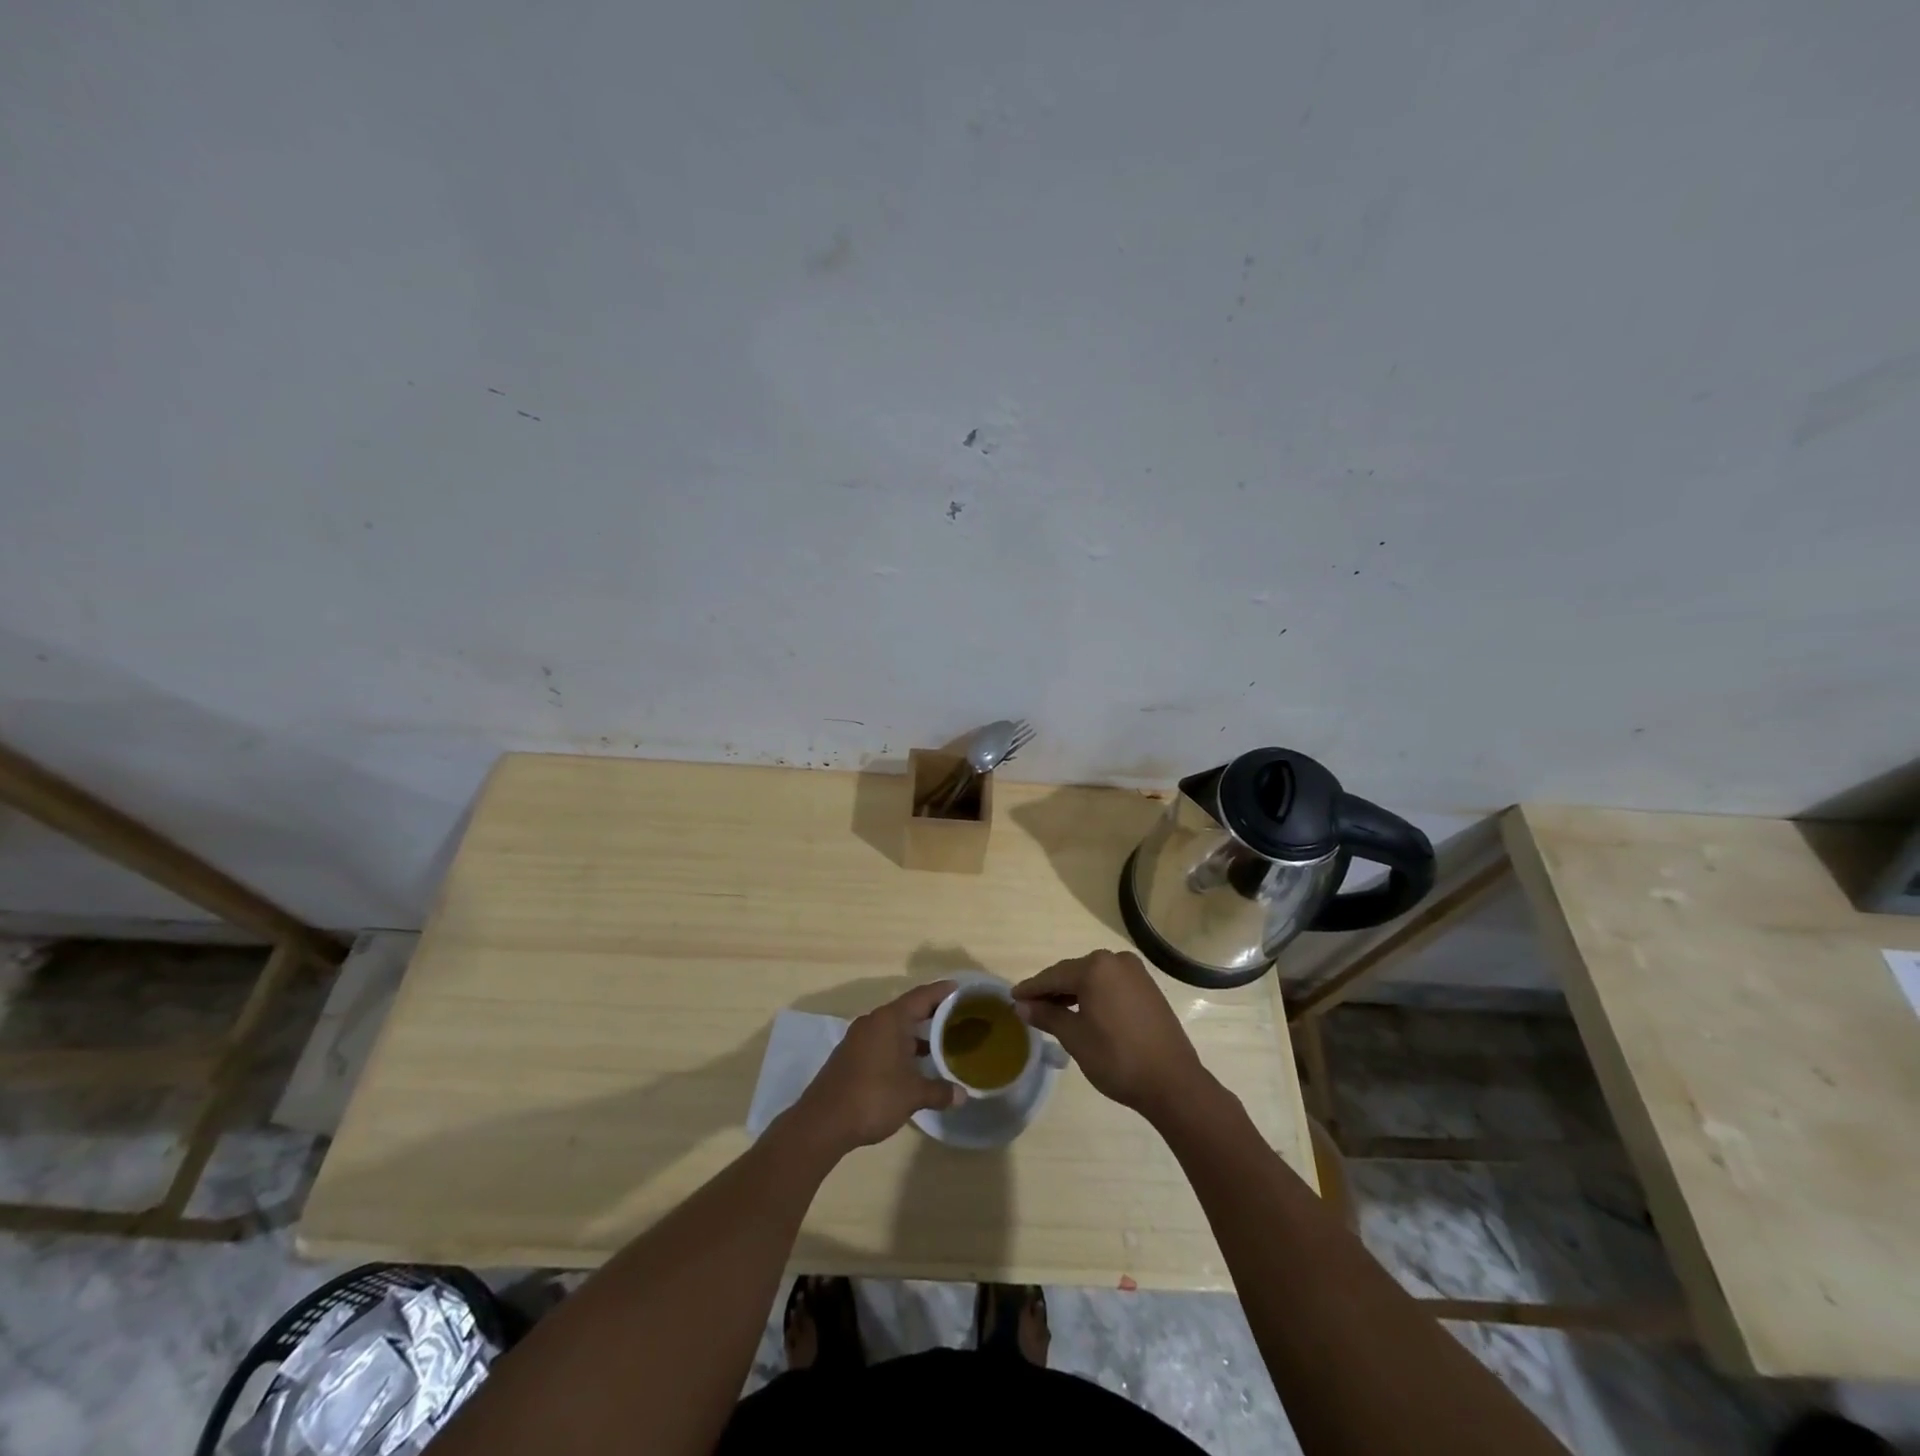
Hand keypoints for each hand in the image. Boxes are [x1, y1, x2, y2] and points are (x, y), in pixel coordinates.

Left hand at [791, 981, 961, 1155]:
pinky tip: (912, 1063)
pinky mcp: (851, 1054)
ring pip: (894, 1026)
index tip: (961, 989)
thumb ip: (939, 1091)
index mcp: (891, 1019)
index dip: (943, 992)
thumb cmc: (873, 1097)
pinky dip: (900, 1045)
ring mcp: (859, 1037)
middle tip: (957, 1016)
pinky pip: (882, 1040)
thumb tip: (963, 1095)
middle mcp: (874, 1021)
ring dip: (914, 1032)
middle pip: (908, 1009)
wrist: (823, 1121)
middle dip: (932, 1013)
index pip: (922, 996)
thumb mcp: (912, 1095)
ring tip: (939, 1041)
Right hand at [1013, 949, 1211, 1120]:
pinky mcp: (1148, 988)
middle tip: (1030, 1005)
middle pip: (1074, 972)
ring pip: (1094, 978)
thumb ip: (1047, 1016)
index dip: (1032, 988)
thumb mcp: (1075, 1037)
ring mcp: (1136, 973)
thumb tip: (1023, 1006)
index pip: (1054, 976)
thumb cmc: (1117, 1058)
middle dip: (1052, 989)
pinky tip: (1084, 1010)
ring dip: (1073, 992)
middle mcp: (1116, 961)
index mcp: (1095, 968)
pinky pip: (1111, 984)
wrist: (1172, 1082)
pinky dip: (1094, 994)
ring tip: (1053, 1010)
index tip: (1012, 997)